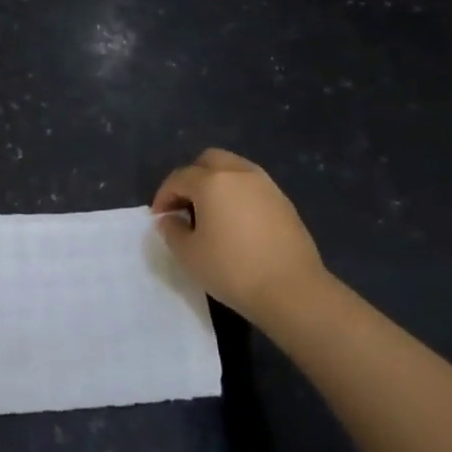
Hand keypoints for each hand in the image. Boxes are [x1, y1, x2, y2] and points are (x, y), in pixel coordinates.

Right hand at [152, 149, 330, 323]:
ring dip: (217, 183)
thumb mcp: (188, 254)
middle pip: (209, 160)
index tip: (160, 217)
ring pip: (235, 169)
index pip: (179, 178)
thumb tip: (170, 219)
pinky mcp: (284, 202)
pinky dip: (239, 195)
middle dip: (192, 177)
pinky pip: (253, 187)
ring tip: (211, 213)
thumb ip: (172, 230)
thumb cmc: (232, 270)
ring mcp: (266, 186)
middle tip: (185, 205)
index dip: (164, 196)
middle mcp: (239, 174)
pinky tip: (237, 223)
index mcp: (212, 182)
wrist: (292, 290)